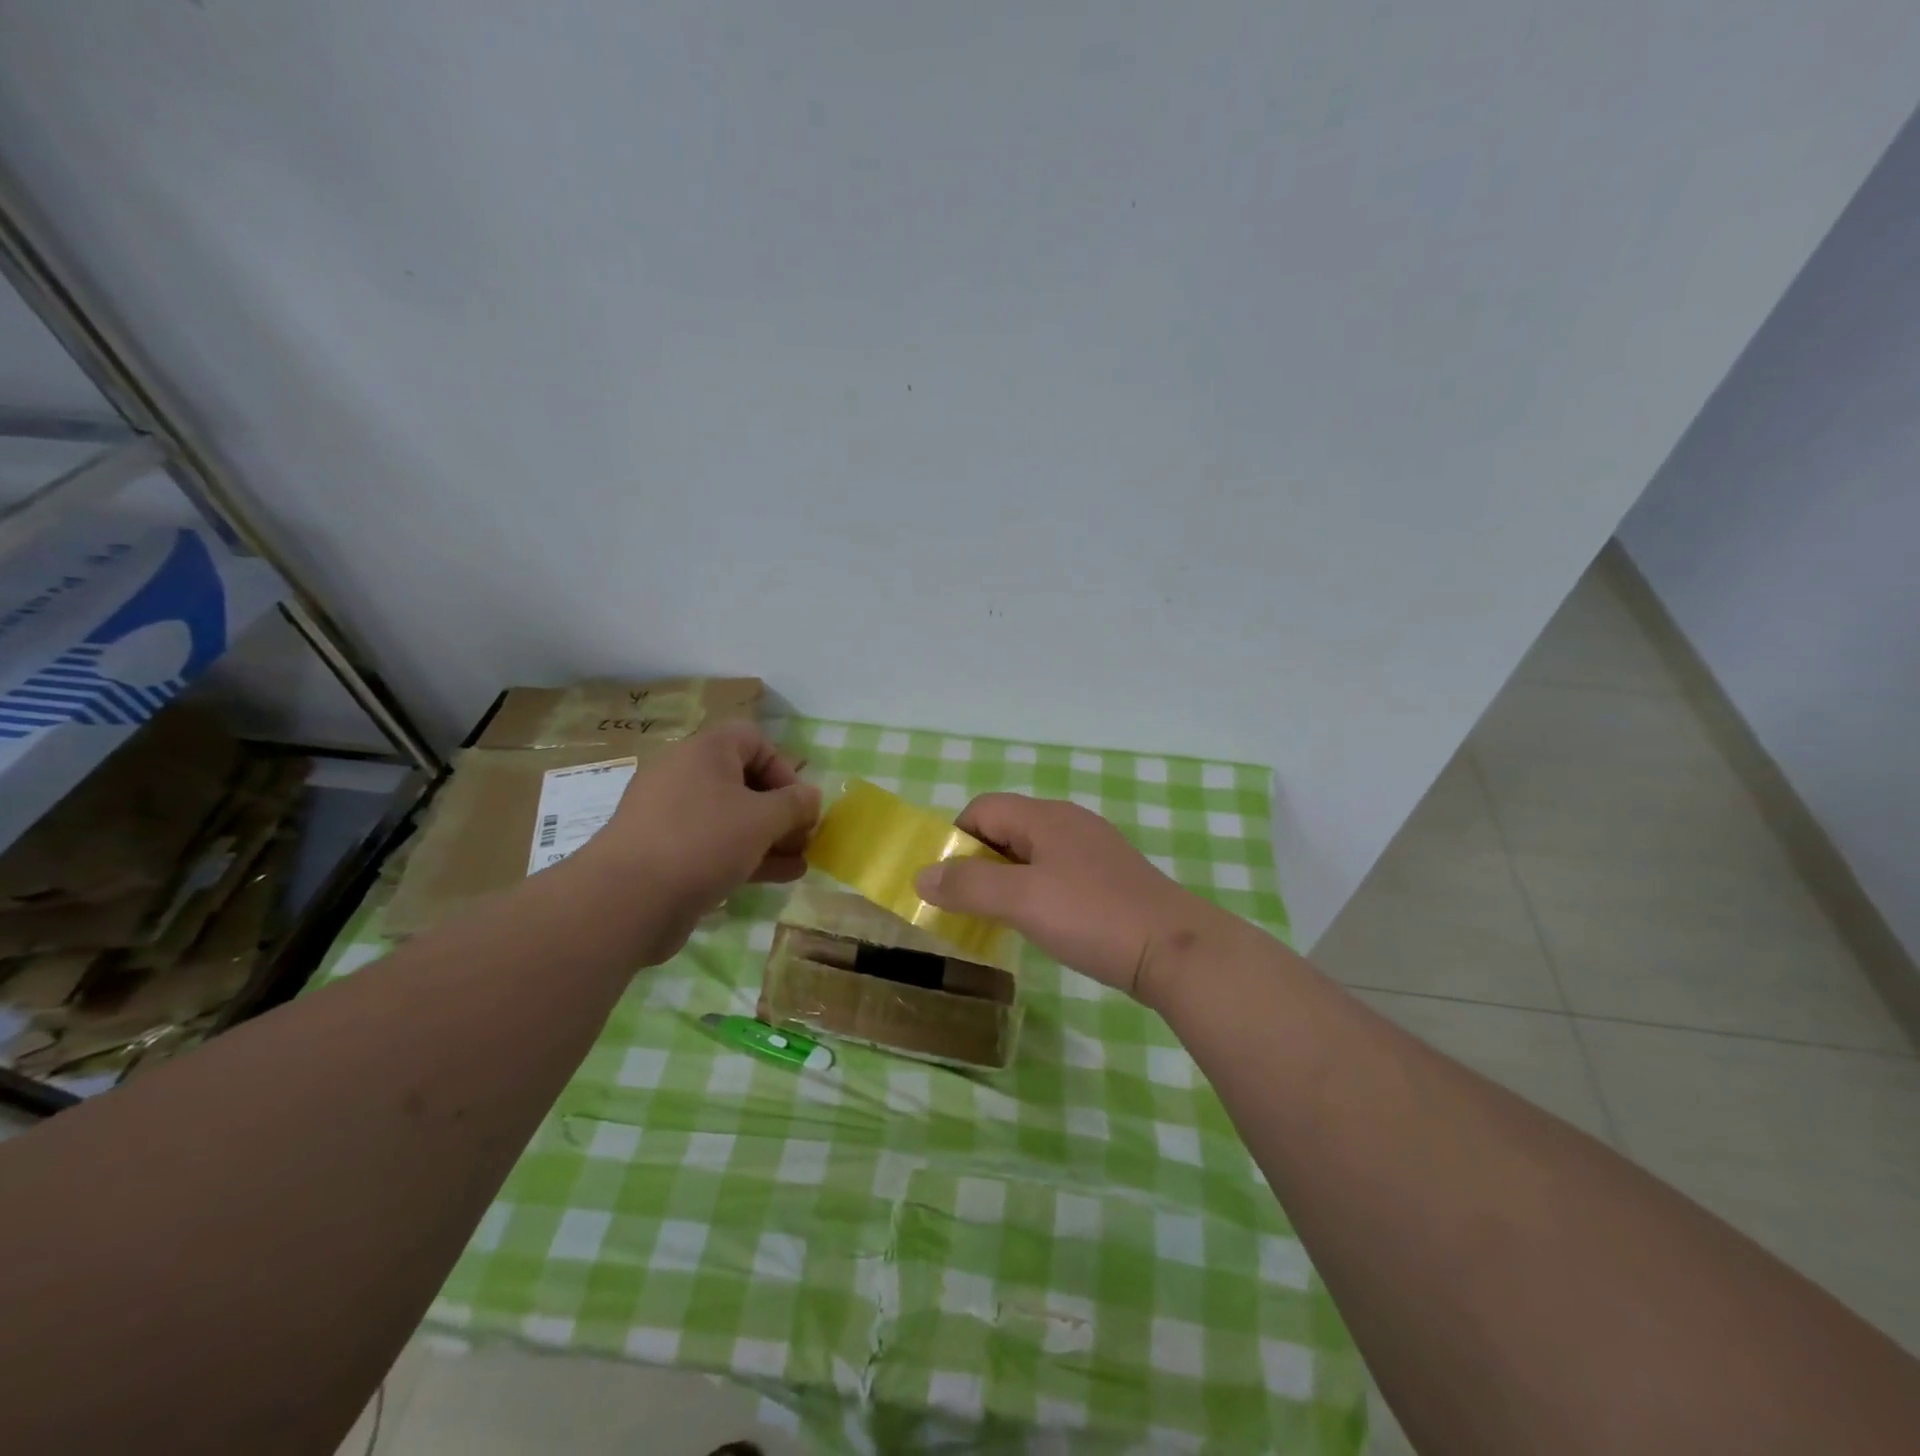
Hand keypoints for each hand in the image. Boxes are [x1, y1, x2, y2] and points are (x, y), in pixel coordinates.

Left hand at [573, 722, 820, 964]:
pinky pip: (714, 844)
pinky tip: (779, 876)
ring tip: (800, 861)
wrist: (627, 900)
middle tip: (803, 836)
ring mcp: (672, 816)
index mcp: (703, 751)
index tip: (798, 802)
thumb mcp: (762, 819)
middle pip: (744, 781)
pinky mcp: (666, 853)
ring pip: (732, 817)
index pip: (753, 739)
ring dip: (770, 837)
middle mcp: (684, 775)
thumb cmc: (703, 842)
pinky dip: (746, 855)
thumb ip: (795, 805)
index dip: (783, 767)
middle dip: (781, 809)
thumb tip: (811, 797)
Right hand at [913, 793, 1229, 1004]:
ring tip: (1002, 917)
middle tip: (971, 905)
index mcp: (1045, 817)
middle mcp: (1069, 822)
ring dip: (1008, 878)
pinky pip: (1057, 871)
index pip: (983, 808)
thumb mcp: (1021, 900)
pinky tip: (1045, 922)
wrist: (1174, 950)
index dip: (957, 839)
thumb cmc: (1092, 916)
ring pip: (1032, 852)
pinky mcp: (1110, 876)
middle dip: (980, 861)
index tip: (950, 883)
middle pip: (1007, 827)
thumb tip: (922, 875)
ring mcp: (1094, 848)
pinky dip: (1037, 889)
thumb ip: (968, 886)